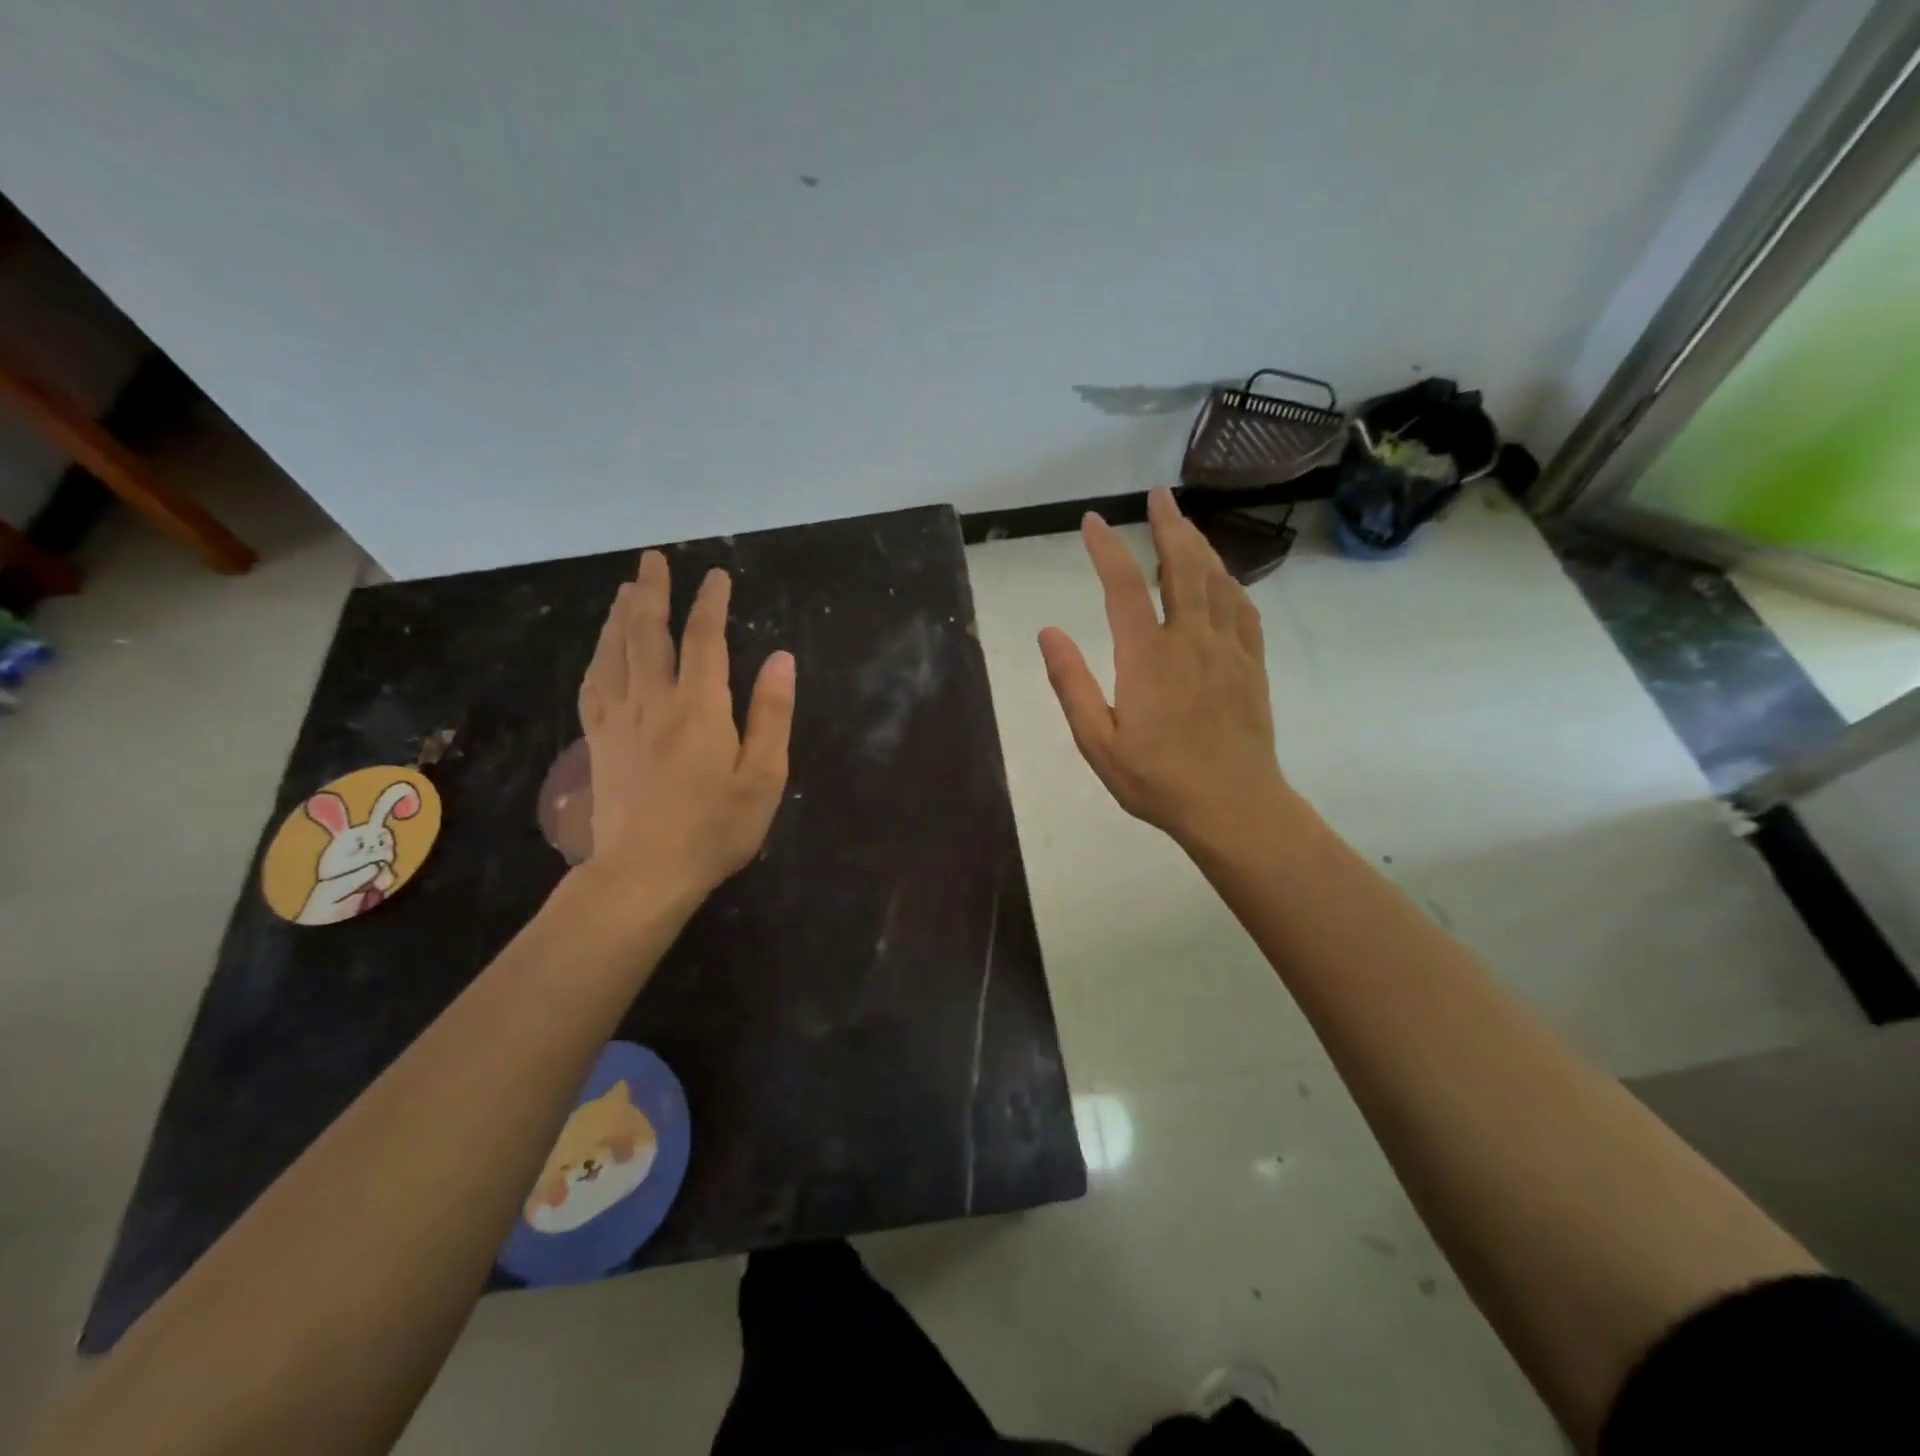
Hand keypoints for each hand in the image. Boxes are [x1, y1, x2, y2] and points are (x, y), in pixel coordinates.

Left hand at [577, 550, 795, 902]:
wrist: (644, 874)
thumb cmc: (715, 829)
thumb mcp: (763, 777)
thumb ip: (771, 715)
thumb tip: (780, 658)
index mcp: (698, 708)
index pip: (705, 640)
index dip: (710, 603)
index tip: (716, 576)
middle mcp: (653, 702)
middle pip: (648, 633)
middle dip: (652, 592)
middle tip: (652, 559)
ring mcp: (618, 720)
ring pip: (613, 652)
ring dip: (620, 615)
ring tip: (625, 589)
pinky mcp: (598, 742)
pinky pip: (593, 684)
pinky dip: (598, 655)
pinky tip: (601, 649)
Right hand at [1038, 486, 1287, 852]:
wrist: (1233, 806)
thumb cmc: (1157, 780)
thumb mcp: (1097, 742)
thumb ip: (1071, 684)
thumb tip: (1048, 632)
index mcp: (1147, 656)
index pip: (1124, 586)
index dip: (1107, 548)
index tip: (1092, 521)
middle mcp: (1191, 639)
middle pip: (1182, 566)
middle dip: (1168, 525)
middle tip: (1159, 495)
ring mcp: (1228, 649)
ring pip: (1216, 580)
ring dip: (1199, 546)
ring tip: (1185, 525)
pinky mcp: (1252, 665)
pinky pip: (1244, 608)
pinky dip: (1230, 582)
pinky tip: (1223, 578)